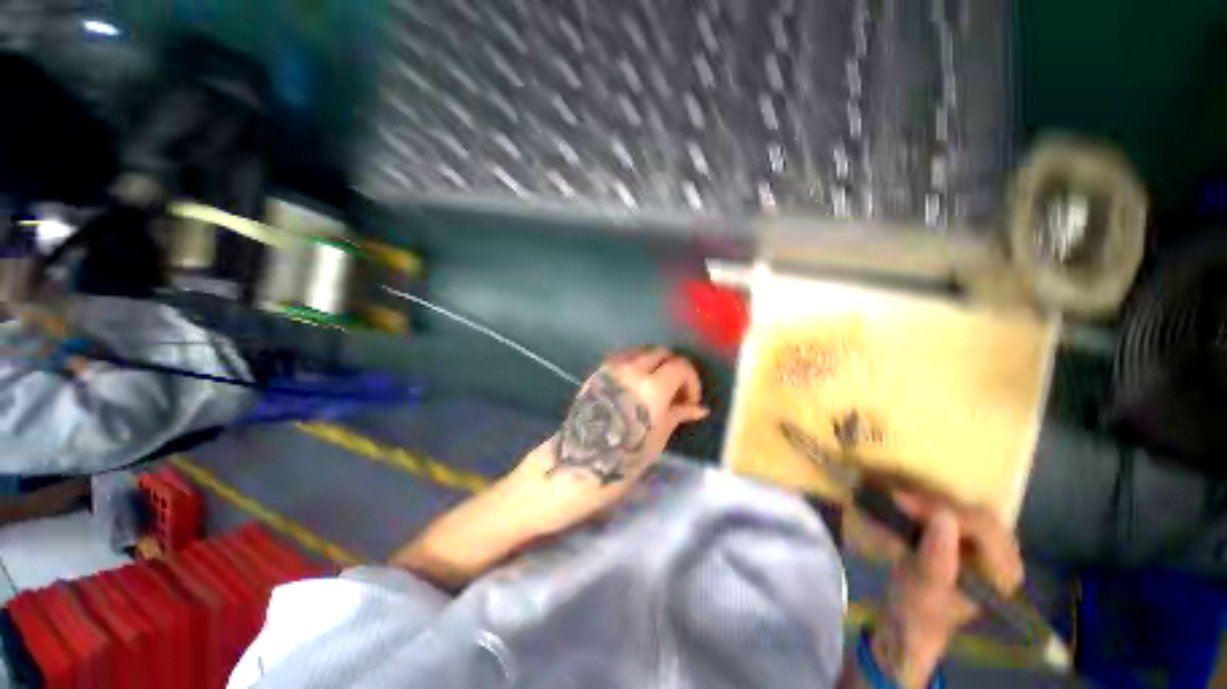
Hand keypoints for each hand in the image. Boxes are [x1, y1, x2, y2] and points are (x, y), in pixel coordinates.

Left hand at [510, 347, 708, 532]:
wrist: (574, 464)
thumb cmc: (621, 460)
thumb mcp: (656, 439)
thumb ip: (677, 414)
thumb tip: (699, 408)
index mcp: (652, 388)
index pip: (681, 366)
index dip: (691, 382)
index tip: (690, 402)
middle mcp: (632, 370)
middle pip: (662, 352)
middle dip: (674, 368)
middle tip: (675, 393)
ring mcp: (611, 368)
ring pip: (642, 351)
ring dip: (655, 363)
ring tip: (656, 388)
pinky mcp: (597, 373)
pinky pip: (623, 357)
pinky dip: (636, 363)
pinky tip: (636, 386)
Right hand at [870, 493, 1023, 687]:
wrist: (911, 620)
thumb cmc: (919, 611)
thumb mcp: (923, 591)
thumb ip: (936, 561)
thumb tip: (943, 518)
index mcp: (1002, 574)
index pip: (983, 528)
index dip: (944, 510)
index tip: (903, 502)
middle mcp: (1005, 557)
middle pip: (977, 514)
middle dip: (936, 504)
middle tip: (899, 500)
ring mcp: (990, 547)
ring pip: (967, 508)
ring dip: (933, 502)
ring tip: (901, 502)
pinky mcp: (972, 540)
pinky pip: (958, 511)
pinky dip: (932, 506)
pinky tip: (911, 506)